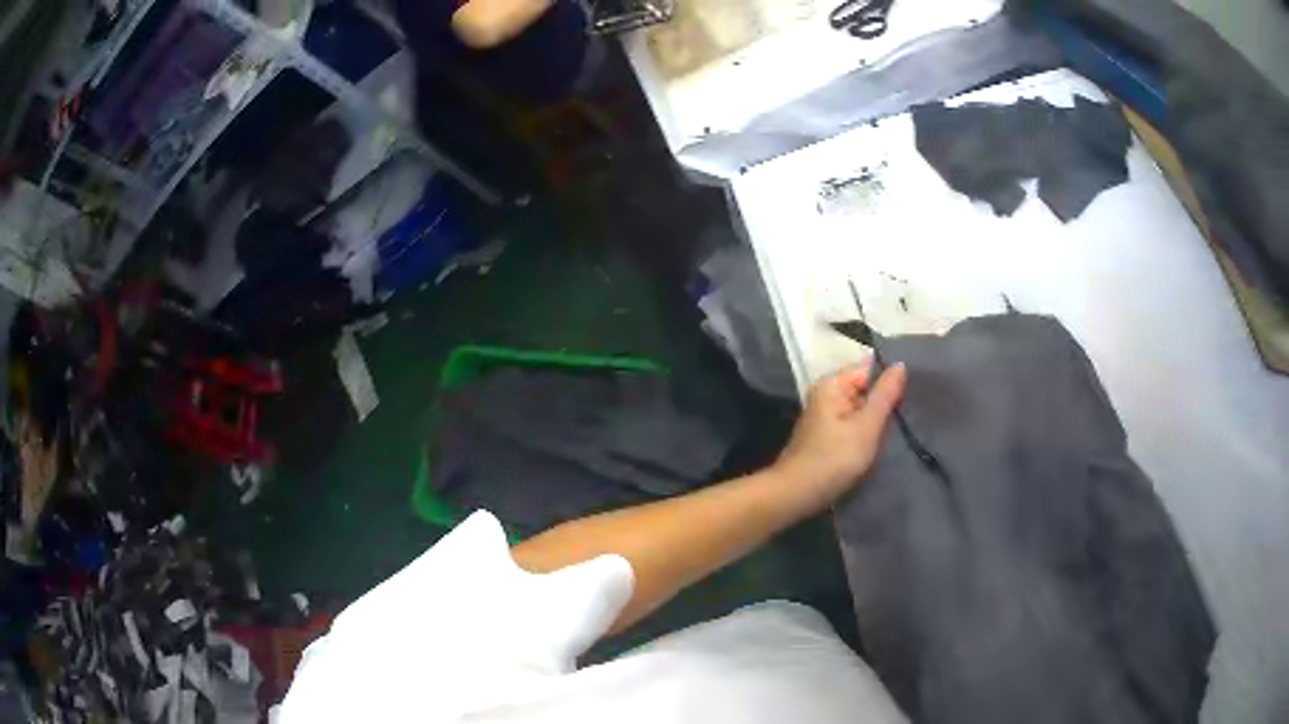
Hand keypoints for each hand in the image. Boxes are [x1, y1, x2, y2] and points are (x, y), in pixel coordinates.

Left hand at [774, 358, 906, 503]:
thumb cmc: (833, 459)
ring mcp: (827, 416)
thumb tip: (900, 364)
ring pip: (863, 409)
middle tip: (916, 411)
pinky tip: (887, 440)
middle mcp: (827, 394)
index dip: (892, 378)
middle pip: (866, 388)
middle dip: (888, 399)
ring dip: (881, 418)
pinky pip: (856, 425)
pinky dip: (869, 431)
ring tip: (908, 424)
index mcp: (832, 384)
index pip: (870, 368)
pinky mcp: (829, 436)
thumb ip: (885, 395)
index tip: (918, 390)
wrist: (796, 495)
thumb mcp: (866, 426)